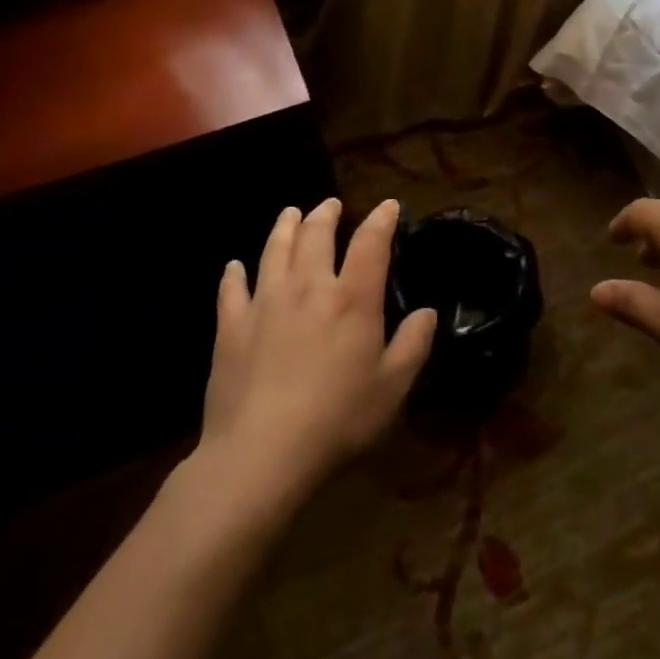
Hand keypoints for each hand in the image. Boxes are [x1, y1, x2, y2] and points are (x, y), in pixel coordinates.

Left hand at [199, 198, 436, 505]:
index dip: (381, 220)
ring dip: (285, 227)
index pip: (371, 243)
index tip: (388, 206)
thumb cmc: (337, 420)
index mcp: (352, 299)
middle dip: (326, 214)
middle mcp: (309, 287)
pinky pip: (232, 289)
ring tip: (290, 213)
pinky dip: (234, 273)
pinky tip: (235, 266)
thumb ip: (413, 344)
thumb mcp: (392, 387)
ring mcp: (265, 303)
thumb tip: (428, 312)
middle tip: (331, 204)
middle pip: (316, 235)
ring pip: (275, 250)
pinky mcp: (231, 327)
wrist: (260, 454)